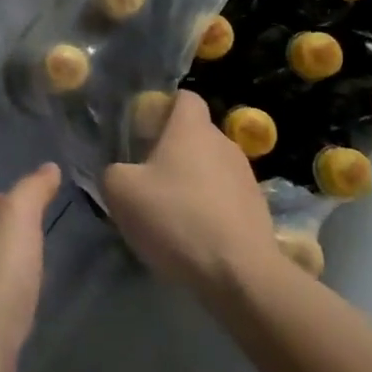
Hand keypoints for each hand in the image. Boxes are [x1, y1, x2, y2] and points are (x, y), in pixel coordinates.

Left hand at [0, 162, 59, 371]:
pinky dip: (4, 301)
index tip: (35, 206)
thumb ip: (33, 189)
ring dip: (4, 271)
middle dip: (5, 237)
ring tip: (32, 273)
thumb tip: (49, 167)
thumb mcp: (19, 214)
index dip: (10, 199)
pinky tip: (20, 307)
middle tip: (37, 240)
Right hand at [103, 91, 277, 297]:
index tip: (143, 131)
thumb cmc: (177, 218)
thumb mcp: (121, 192)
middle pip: (195, 134)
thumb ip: (113, 172)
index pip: (184, 97)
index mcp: (192, 128)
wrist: (241, 275)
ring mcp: (246, 177)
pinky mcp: (258, 210)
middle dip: (172, 150)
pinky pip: (225, 198)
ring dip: (192, 182)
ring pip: (211, 167)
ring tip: (171, 213)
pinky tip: (194, 236)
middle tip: (148, 177)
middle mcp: (223, 143)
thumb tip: (121, 173)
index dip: (163, 108)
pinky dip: (209, 210)